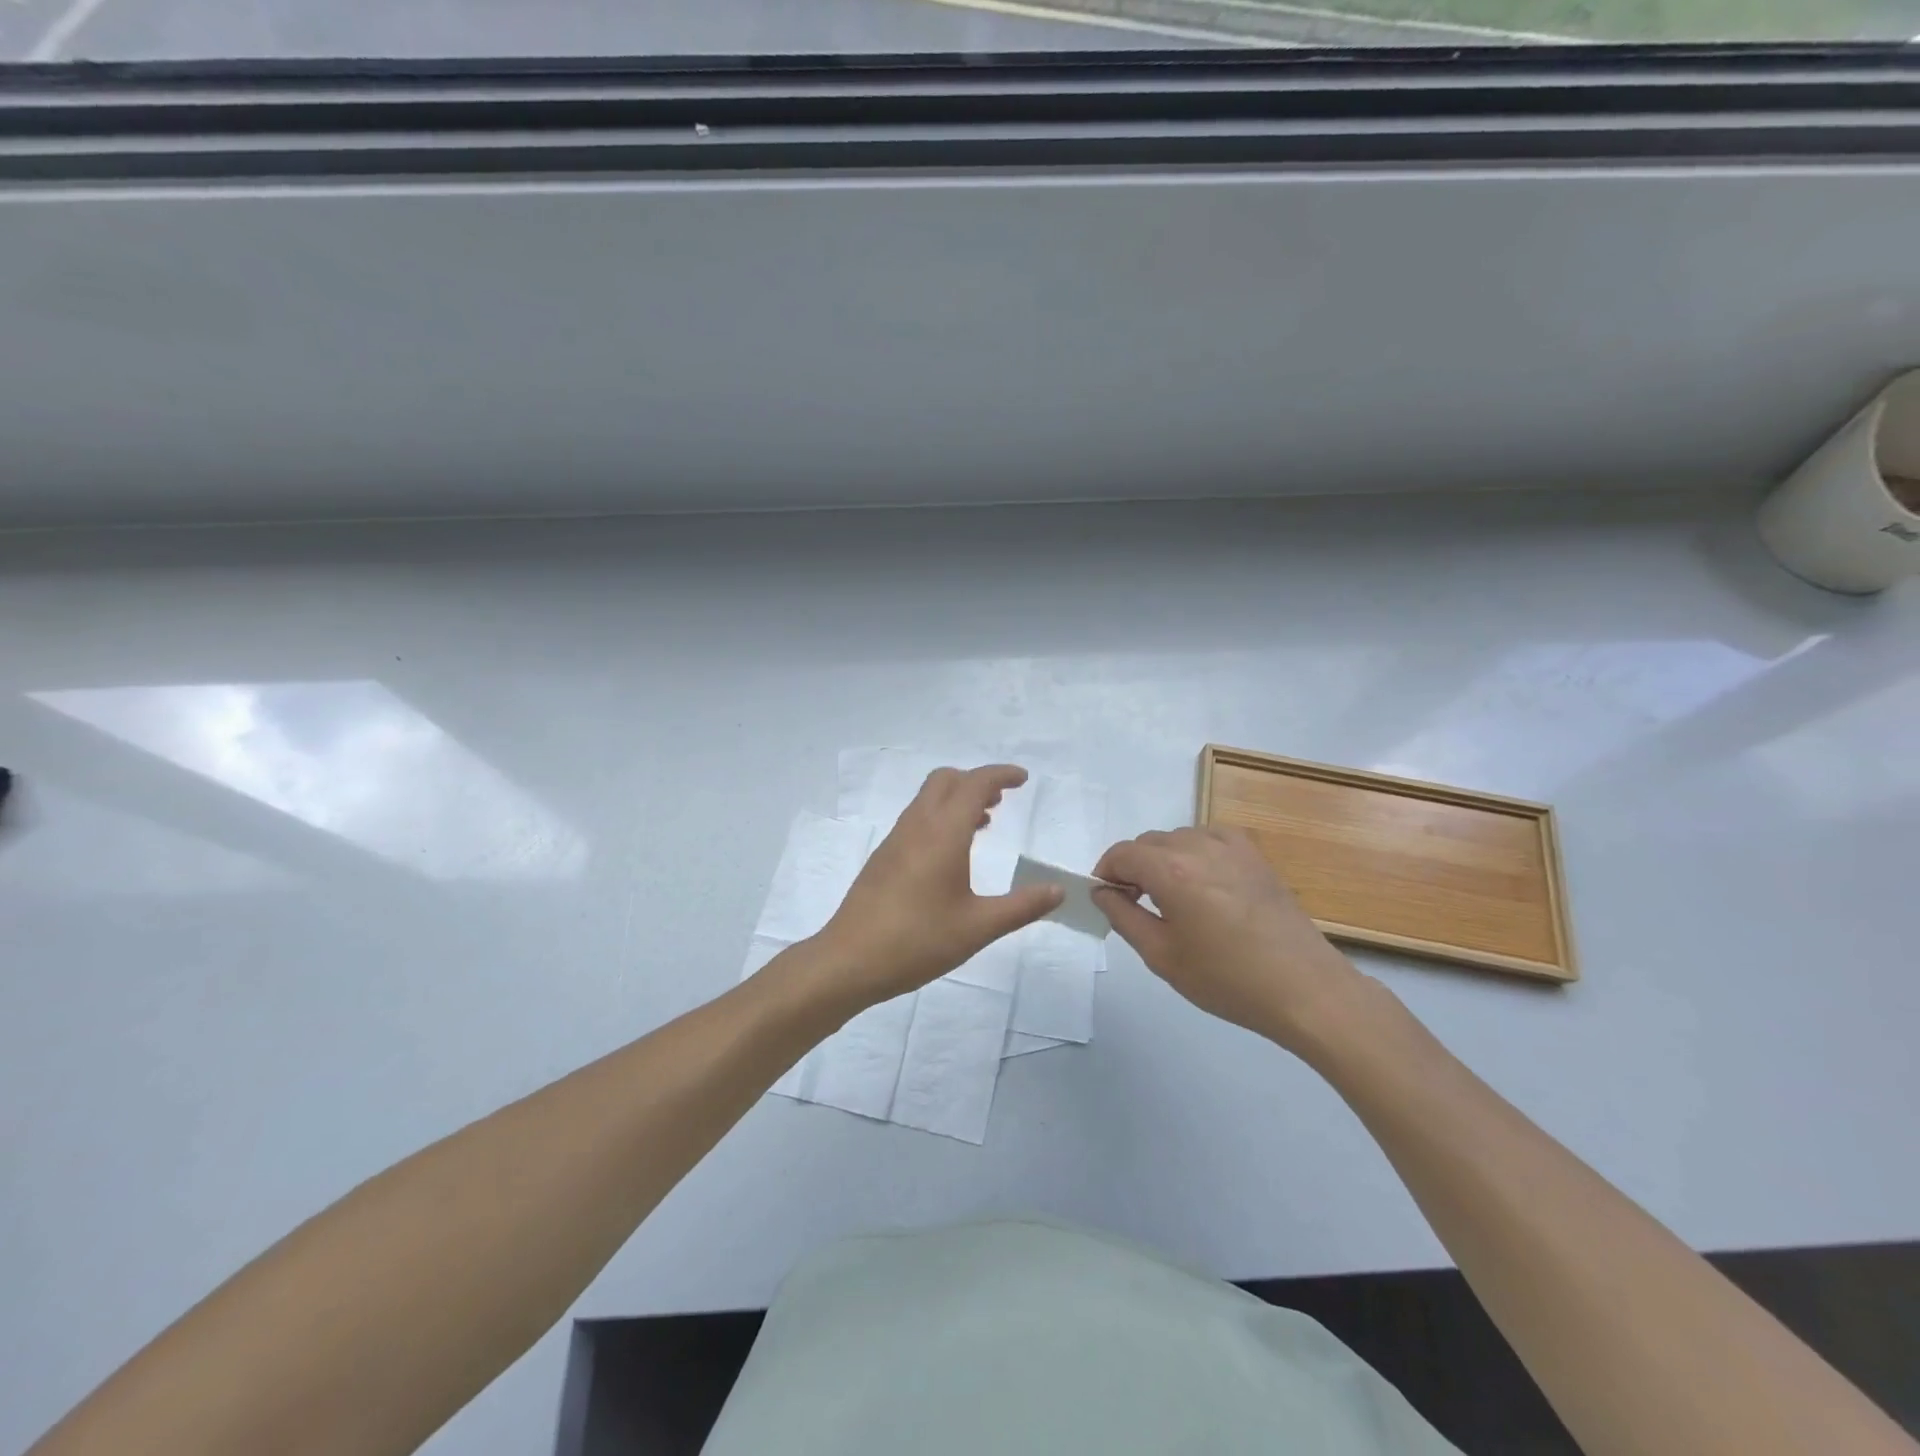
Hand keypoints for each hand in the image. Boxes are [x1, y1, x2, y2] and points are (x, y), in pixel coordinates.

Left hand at [816, 765, 1062, 1005]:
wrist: (848, 960)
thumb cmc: (917, 941)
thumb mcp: (978, 927)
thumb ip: (1022, 906)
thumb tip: (1058, 890)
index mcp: (943, 833)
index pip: (974, 784)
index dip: (1000, 775)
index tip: (1022, 779)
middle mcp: (917, 826)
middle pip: (946, 780)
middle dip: (976, 780)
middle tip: (1002, 800)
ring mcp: (896, 840)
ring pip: (928, 799)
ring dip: (956, 799)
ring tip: (984, 823)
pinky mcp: (884, 858)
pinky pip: (917, 819)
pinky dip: (940, 817)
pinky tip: (952, 853)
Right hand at [1093, 827, 1361, 1052]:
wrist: (1304, 988)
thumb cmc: (1227, 978)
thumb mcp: (1162, 956)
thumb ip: (1123, 917)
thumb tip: (1102, 892)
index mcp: (1170, 870)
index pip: (1121, 854)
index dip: (1105, 873)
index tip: (1107, 899)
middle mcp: (1197, 846)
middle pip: (1147, 842)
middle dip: (1133, 867)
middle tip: (1136, 905)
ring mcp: (1230, 846)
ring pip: (1178, 838)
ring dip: (1163, 859)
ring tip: (1173, 899)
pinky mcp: (1254, 854)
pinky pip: (1209, 839)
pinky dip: (1195, 853)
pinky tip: (1204, 884)